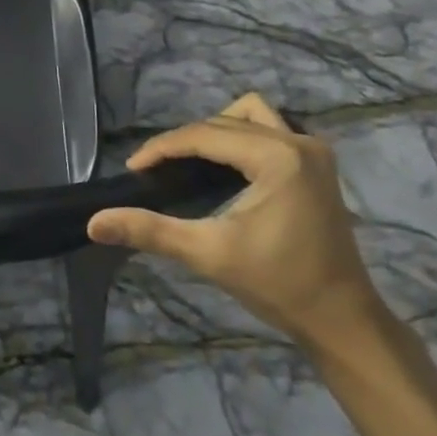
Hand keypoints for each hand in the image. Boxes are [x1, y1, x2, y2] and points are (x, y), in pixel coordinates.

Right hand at [87, 92, 382, 350]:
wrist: (343, 321)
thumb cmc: (278, 285)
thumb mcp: (208, 254)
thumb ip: (150, 231)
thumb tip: (94, 222)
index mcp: (276, 156)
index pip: (203, 135)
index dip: (162, 148)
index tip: (132, 168)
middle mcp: (298, 141)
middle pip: (223, 122)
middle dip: (185, 141)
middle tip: (157, 173)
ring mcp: (313, 151)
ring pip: (250, 115)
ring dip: (217, 130)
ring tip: (192, 163)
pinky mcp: (318, 165)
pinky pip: (269, 130)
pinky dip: (241, 138)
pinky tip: (226, 170)